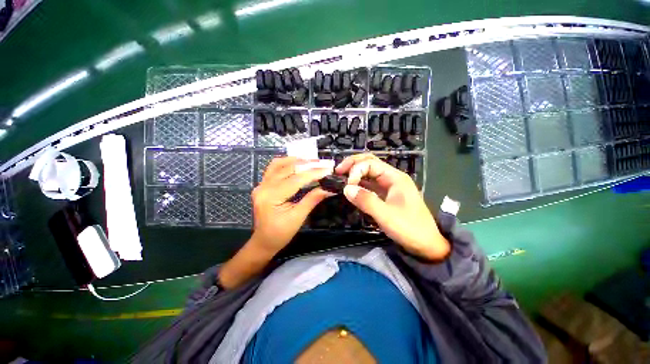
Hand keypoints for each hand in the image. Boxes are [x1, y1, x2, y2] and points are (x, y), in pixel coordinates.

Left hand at [251, 157, 334, 254]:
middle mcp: (263, 187)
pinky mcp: (262, 185)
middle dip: (307, 164)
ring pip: (278, 164)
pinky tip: (297, 163)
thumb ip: (312, 200)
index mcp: (271, 197)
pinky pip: (274, 168)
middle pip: (287, 169)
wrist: (263, 241)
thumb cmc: (281, 234)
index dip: (313, 173)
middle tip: (323, 163)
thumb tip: (329, 189)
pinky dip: (286, 163)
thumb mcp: (298, 217)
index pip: (295, 180)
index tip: (327, 169)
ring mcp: (261, 185)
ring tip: (311, 161)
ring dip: (296, 160)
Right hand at [336, 153, 449, 259]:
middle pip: (370, 162)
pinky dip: (359, 183)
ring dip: (354, 172)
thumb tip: (346, 188)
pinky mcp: (385, 195)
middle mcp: (391, 177)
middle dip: (353, 164)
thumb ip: (366, 200)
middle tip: (338, 171)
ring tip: (340, 177)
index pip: (370, 163)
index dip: (356, 171)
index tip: (348, 186)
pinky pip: (369, 184)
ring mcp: (388, 186)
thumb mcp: (386, 216)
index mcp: (395, 177)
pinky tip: (351, 187)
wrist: (427, 245)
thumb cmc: (410, 228)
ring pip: (369, 172)